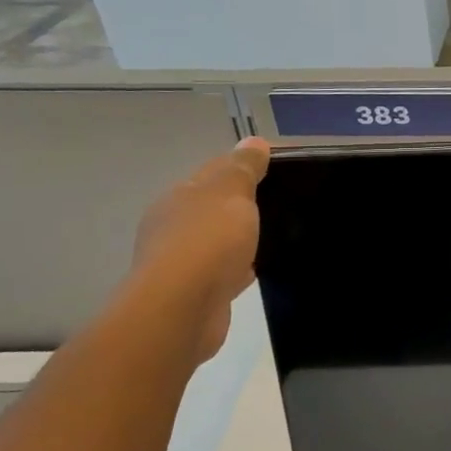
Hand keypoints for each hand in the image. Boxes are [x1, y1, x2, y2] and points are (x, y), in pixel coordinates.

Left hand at [128, 137, 270, 361]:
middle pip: (211, 208)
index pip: (211, 173)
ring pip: (216, 242)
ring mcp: (180, 263)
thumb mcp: (231, 193)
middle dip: (238, 205)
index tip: (274, 169)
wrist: (182, 309)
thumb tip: (253, 141)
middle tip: (278, 203)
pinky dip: (237, 268)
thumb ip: (243, 168)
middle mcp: (171, 228)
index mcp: (177, 198)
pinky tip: (255, 270)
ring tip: (271, 236)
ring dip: (236, 239)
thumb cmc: (207, 242)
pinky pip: (221, 272)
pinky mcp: (193, 294)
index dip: (241, 168)